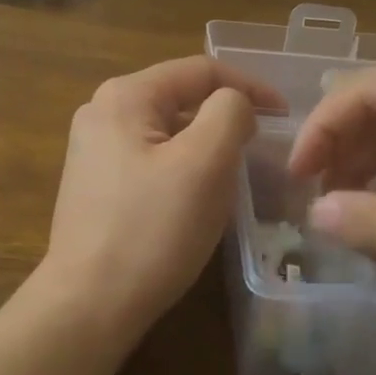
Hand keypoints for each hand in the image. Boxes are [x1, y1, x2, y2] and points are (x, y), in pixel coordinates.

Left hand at [38, 56, 281, 343]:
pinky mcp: (96, 184)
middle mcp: (101, 112)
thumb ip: (230, 113)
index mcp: (125, 95)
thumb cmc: (153, 229)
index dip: (250, 85)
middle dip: (225, 117)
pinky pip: (152, 158)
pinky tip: (197, 197)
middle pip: (181, 98)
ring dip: (206, 144)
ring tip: (236, 172)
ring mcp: (93, 149)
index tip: (285, 114)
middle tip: (262, 148)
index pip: (200, 70)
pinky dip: (183, 167)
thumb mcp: (205, 162)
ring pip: (168, 131)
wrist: (90, 304)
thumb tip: (233, 105)